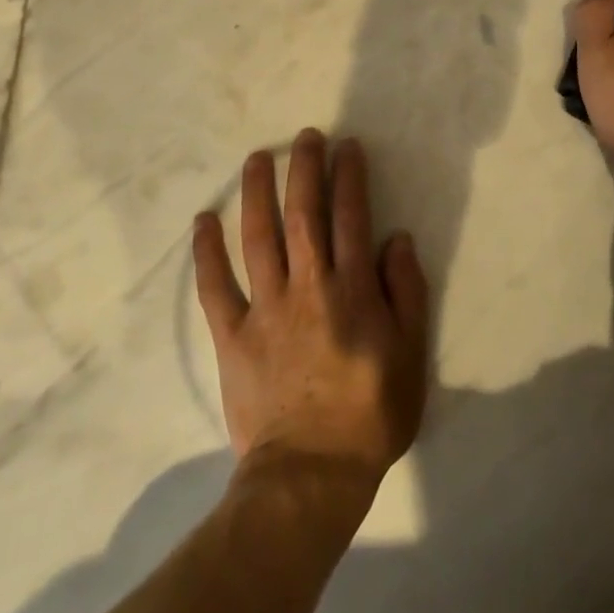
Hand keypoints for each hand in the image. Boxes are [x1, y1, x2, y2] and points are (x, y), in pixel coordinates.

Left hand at [193, 130, 429, 499]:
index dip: (349, 176)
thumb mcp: (410, 355)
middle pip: (303, 214)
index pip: (351, 216)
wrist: (311, 475)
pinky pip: (214, 286)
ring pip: (258, 237)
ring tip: (257, 158)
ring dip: (257, 192)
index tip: (347, 147)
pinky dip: (206, 252)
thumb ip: (406, 292)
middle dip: (305, 169)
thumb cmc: (370, 415)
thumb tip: (396, 238)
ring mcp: (265, 308)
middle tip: (304, 137)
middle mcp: (308, 286)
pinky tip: (203, 220)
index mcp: (352, 289)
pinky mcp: (232, 335)